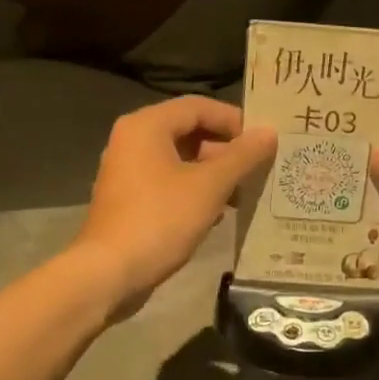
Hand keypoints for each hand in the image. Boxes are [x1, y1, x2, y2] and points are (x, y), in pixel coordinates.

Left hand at [73, 96, 274, 315]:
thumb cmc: (161, 220)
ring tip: (244, 193)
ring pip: (180, 160)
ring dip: (213, 173)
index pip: (198, 106)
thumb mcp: (209, 186)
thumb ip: (242, 157)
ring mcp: (127, 172)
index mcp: (147, 126)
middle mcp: (132, 141)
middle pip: (189, 132)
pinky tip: (218, 213)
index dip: (234, 120)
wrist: (109, 273)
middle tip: (257, 169)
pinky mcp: (129, 200)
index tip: (262, 142)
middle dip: (226, 150)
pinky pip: (168, 183)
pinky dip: (194, 191)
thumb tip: (269, 133)